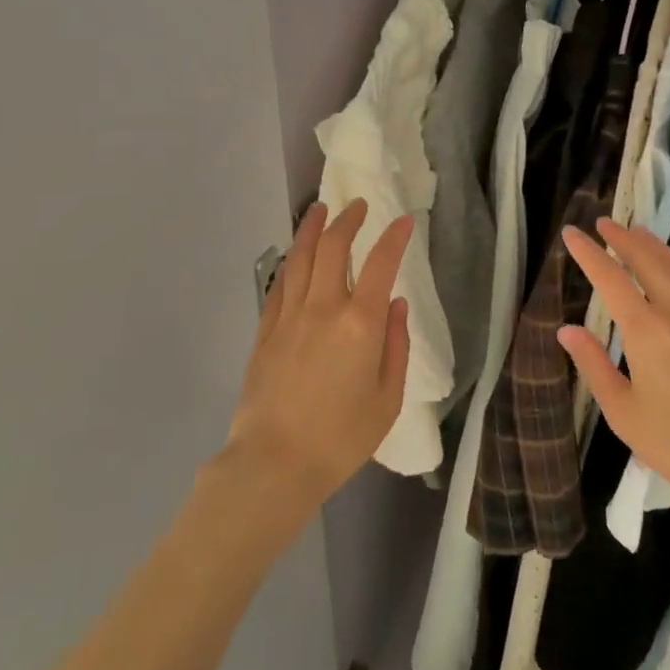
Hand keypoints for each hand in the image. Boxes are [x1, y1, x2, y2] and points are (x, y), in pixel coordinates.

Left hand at [224, 199, 412, 509]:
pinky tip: (295, 254)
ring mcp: (289, 316)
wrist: (273, 464)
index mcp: (360, 324)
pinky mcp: (265, 330)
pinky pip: (279, 283)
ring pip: (300, 257)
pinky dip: (291, 261)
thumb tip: (397, 305)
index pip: (381, 264)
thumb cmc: (340, 439)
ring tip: (320, 209)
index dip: (394, 237)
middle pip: (333, 248)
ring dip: (312, 228)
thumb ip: (396, 347)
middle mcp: (323, 308)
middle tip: (358, 206)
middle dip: (348, 220)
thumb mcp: (387, 400)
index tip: (404, 220)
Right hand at [559, 219, 669, 544]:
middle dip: (622, 238)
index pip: (609, 278)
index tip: (571, 234)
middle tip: (603, 223)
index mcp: (646, 331)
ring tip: (637, 232)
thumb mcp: (625, 414)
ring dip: (654, 245)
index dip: (588, 253)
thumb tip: (567, 329)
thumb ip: (594, 366)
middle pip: (646, 260)